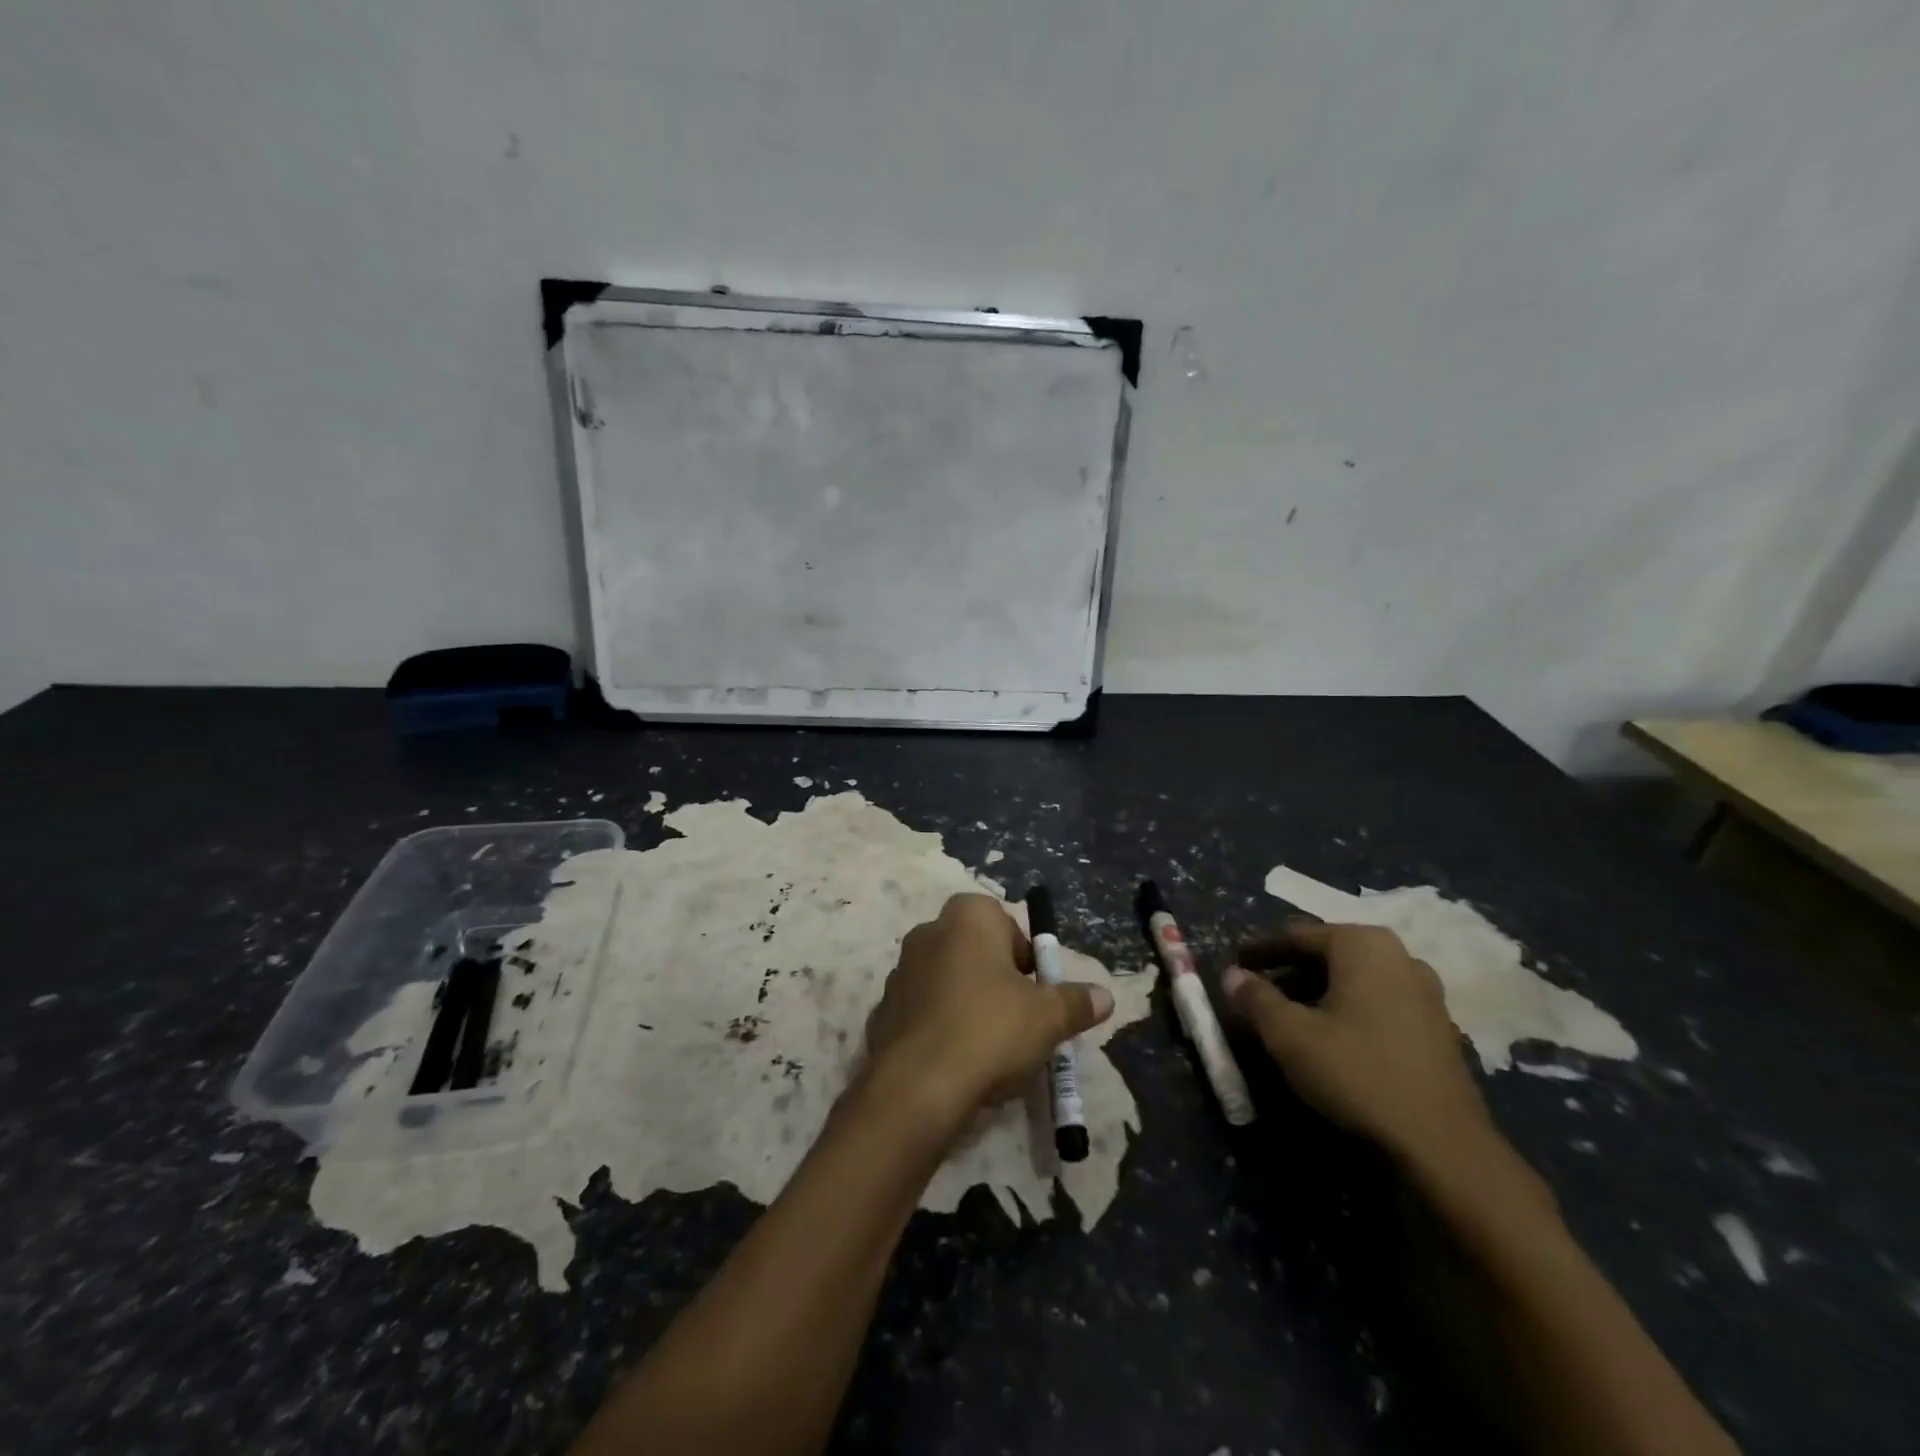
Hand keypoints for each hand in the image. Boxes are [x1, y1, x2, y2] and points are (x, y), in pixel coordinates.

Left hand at [867, 894, 1113, 1117]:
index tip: (1035, 991)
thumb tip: (1104, 996)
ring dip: (967, 1003)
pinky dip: (940, 1027)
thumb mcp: (1048, 1018)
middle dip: (997, 979)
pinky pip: (923, 1011)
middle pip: (974, 950)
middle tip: (1018, 1020)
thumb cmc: (990, 1031)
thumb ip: (1076, 1002)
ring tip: (988, 1048)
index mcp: (968, 918)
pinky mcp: (883, 1009)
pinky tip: (955, 1062)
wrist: (916, 1086)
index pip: (1003, 921)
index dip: (1024, 955)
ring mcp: (901, 971)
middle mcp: (929, 932)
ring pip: (947, 980)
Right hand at [1220, 921, 1493, 1162]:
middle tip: (1256, 992)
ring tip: (1287, 1017)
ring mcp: (1424, 991)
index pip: (1296, 935)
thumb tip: (1232, 975)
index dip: (1260, 950)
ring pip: (1352, 979)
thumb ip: (1255, 998)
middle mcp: (1398, 956)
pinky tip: (1329, 1038)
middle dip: (1288, 972)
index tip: (1233, 963)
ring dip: (1315, 992)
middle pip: (1327, 954)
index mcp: (1362, 944)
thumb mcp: (1290, 1035)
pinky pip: (1376, 1002)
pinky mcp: (1436, 1026)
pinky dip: (1345, 1010)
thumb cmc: (1358, 1073)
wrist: (1443, 1146)